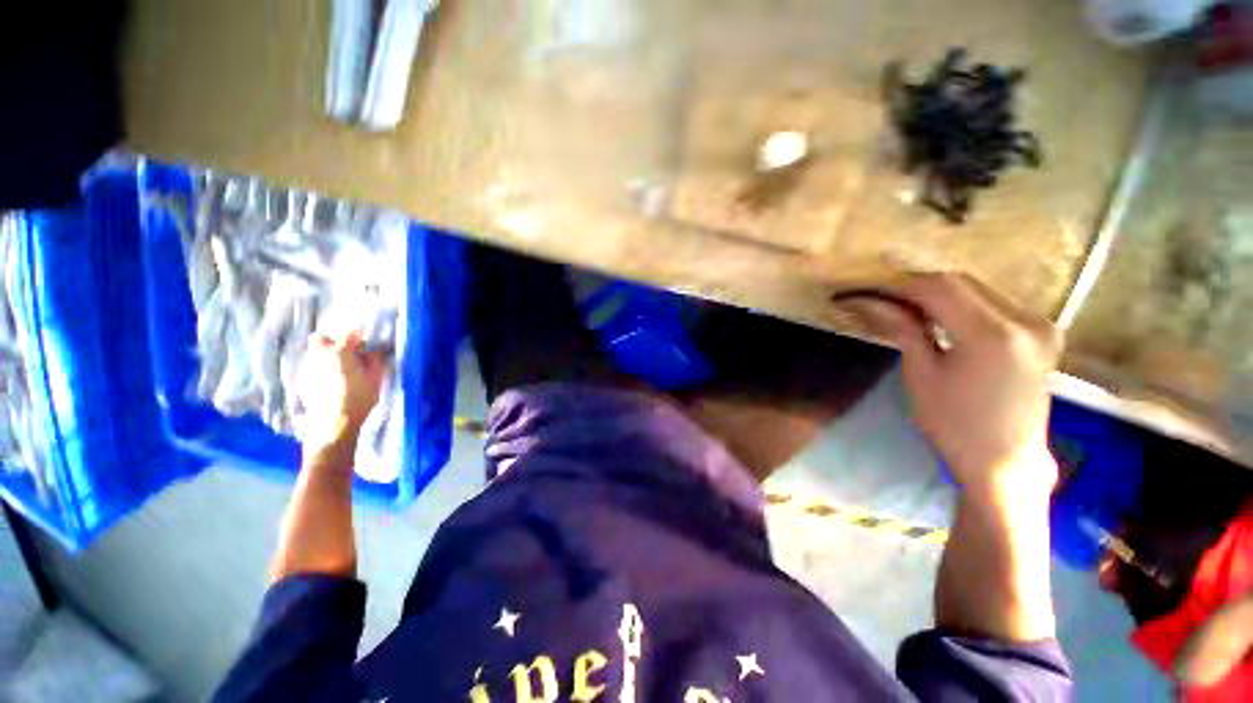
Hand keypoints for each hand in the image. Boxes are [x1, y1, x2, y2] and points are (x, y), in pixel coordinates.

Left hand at [297, 331, 385, 445]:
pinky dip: (321, 369)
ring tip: (339, 368)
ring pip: (314, 353)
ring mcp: (308, 368)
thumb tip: (372, 350)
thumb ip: (374, 360)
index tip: (366, 337)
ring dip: (326, 356)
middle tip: (347, 352)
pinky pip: (312, 367)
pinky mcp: (302, 381)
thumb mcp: (376, 378)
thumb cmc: (359, 398)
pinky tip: (330, 381)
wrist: (334, 422)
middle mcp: (319, 355)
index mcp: (340, 352)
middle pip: (322, 339)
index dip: (359, 333)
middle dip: (334, 342)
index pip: (349, 333)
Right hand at [835, 273, 1062, 498]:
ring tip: (897, 302)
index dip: (895, 285)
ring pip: (975, 287)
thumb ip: (903, 329)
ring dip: (933, 291)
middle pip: (958, 281)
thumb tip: (871, 302)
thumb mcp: (921, 375)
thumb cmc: (955, 426)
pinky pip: (991, 301)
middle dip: (911, 285)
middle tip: (875, 295)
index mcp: (992, 335)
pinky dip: (957, 301)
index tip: (862, 290)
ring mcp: (1039, 323)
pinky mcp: (1041, 331)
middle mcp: (1024, 320)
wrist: (1006, 462)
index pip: (937, 289)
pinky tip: (934, 311)